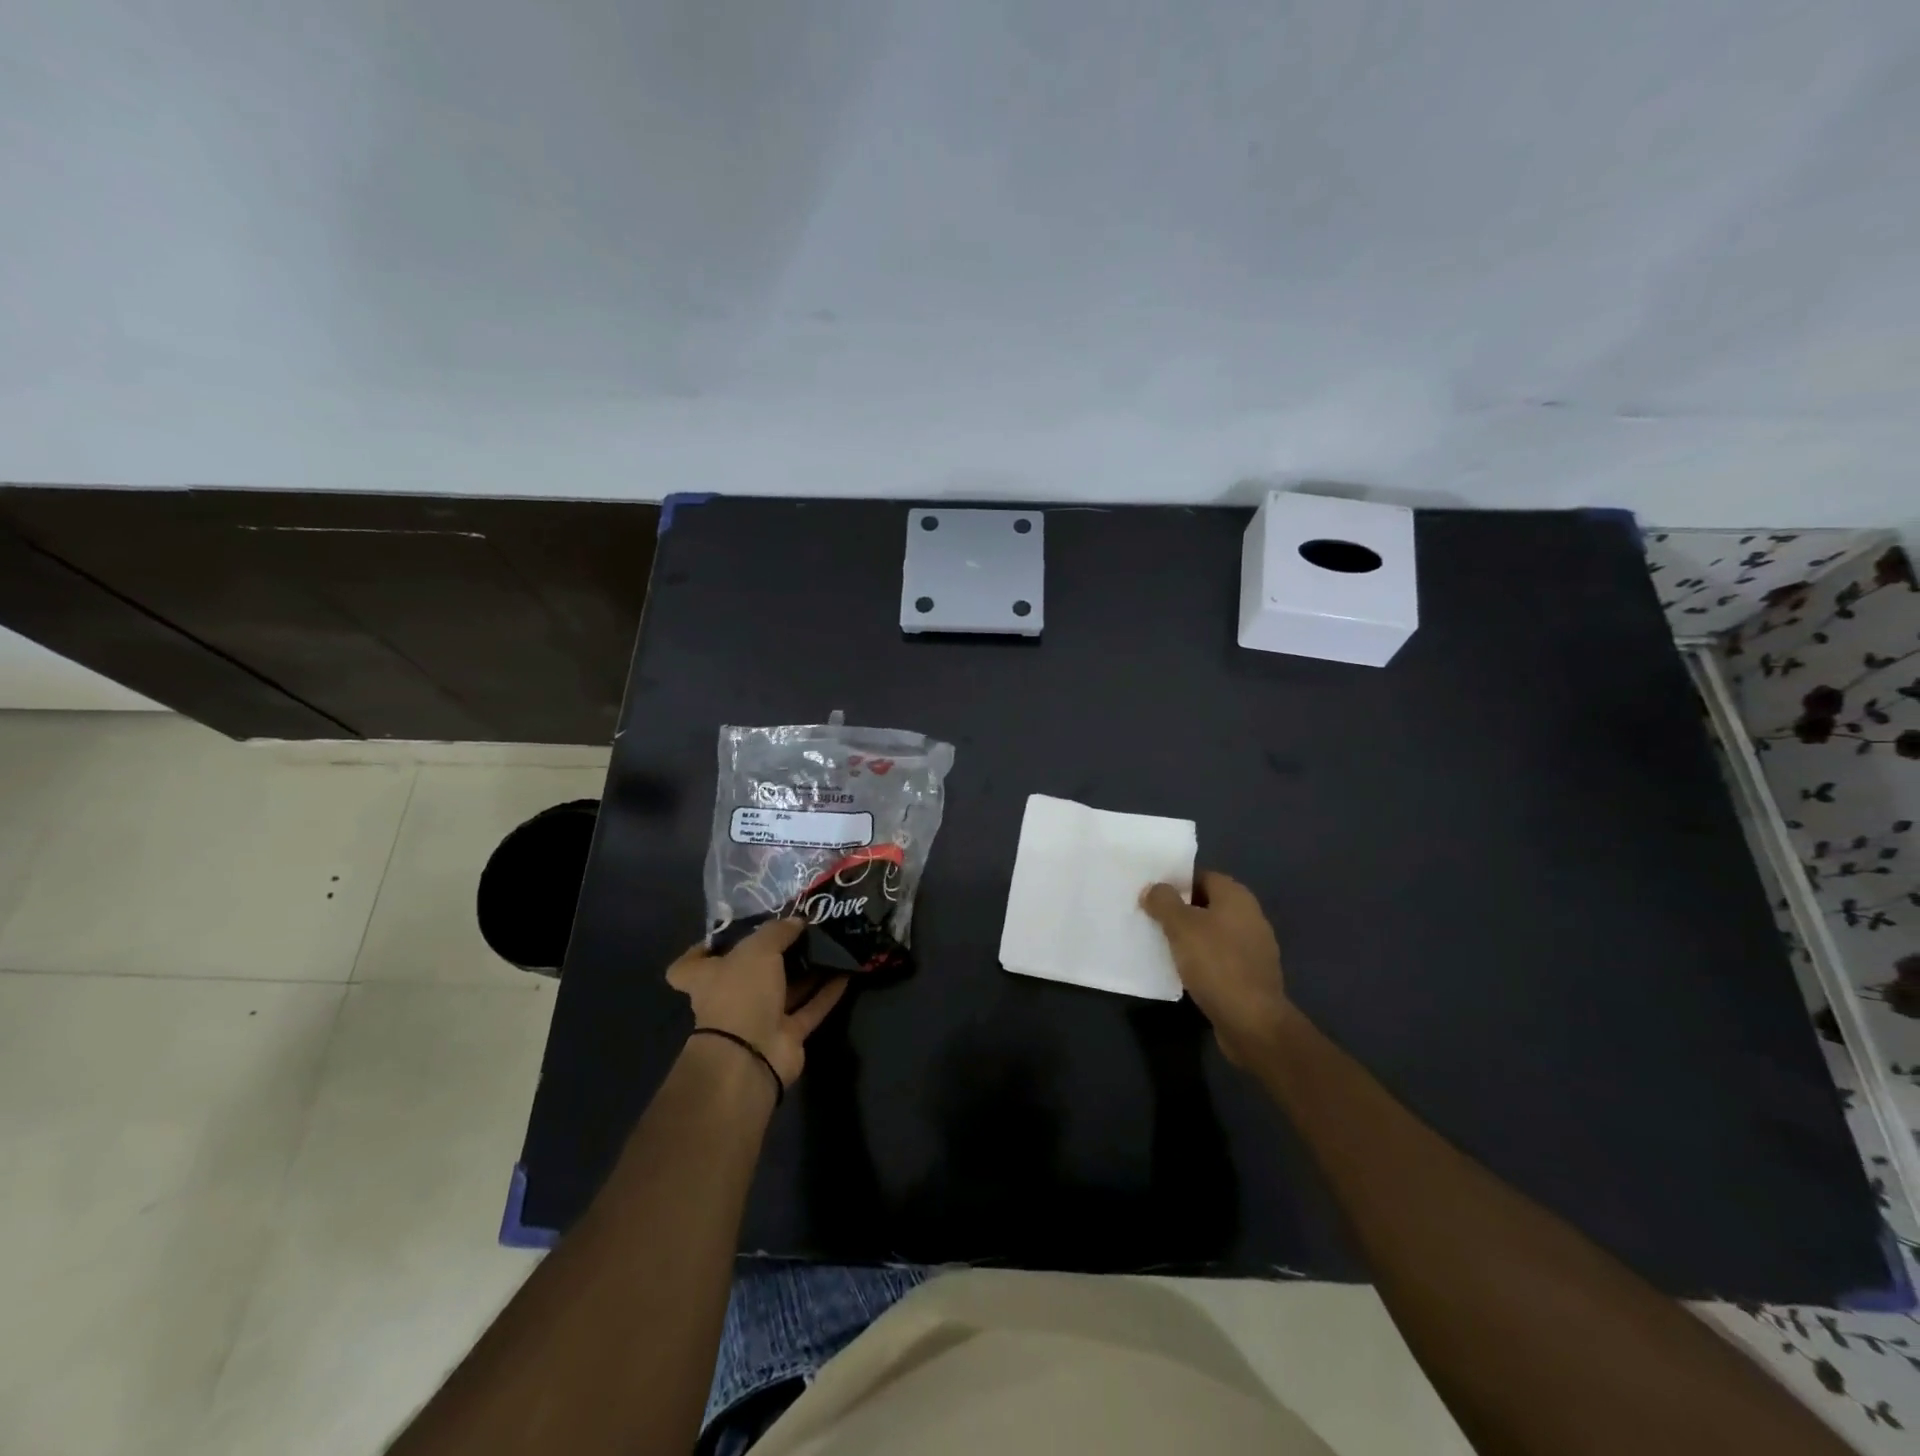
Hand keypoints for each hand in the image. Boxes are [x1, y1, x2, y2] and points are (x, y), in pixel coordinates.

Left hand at [666, 919, 848, 1087]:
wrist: (751, 1056)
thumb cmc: (740, 994)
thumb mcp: (757, 949)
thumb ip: (777, 931)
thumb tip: (796, 921)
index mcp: (707, 978)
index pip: (688, 966)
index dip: (702, 949)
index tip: (726, 935)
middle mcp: (731, 998)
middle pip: (749, 972)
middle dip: (773, 954)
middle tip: (799, 930)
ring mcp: (759, 1019)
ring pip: (785, 990)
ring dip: (806, 971)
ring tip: (829, 945)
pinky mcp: (786, 1037)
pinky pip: (809, 1009)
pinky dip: (827, 993)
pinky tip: (846, 972)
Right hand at [1139, 870, 1292, 1067]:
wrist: (1252, 1022)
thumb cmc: (1215, 964)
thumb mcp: (1181, 926)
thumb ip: (1164, 901)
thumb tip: (1153, 888)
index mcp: (1237, 897)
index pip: (1202, 876)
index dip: (1176, 883)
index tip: (1152, 895)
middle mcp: (1250, 916)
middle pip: (1207, 904)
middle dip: (1180, 910)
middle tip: (1151, 918)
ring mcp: (1254, 948)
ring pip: (1213, 932)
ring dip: (1190, 937)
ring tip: (1161, 944)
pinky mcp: (1251, 975)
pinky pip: (1220, 957)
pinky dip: (1201, 959)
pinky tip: (1182, 970)